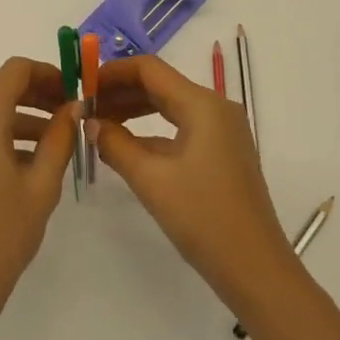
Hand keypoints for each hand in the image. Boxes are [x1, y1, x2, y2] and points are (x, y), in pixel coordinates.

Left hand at [0, 58, 76, 339]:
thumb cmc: (0, 237)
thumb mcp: (41, 186)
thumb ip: (59, 138)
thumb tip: (73, 107)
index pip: (15, 70)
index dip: (48, 73)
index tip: (73, 92)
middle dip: (36, 94)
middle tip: (70, 114)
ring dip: (20, 117)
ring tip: (55, 142)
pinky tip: (26, 164)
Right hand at [93, 55, 298, 315]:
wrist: (257, 271)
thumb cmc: (203, 218)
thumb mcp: (151, 180)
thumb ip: (115, 144)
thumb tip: (91, 123)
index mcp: (202, 104)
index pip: (149, 69)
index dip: (113, 72)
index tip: (83, 85)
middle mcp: (215, 108)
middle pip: (160, 84)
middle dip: (121, 91)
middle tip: (86, 107)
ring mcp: (222, 131)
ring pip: (170, 106)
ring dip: (134, 110)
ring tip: (99, 124)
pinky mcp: (222, 153)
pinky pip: (181, 127)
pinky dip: (152, 131)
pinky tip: (126, 146)